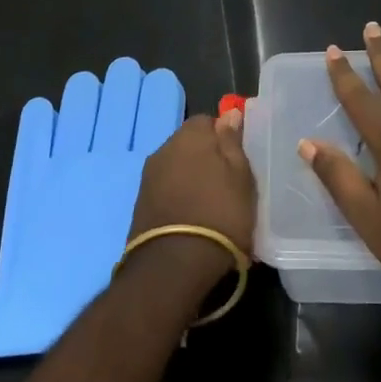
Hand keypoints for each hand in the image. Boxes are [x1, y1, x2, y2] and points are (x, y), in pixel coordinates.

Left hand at [125, 107, 256, 296]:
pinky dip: (177, 197)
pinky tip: (190, 218)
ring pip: (176, 167)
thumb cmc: (219, 214)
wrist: (173, 266)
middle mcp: (164, 148)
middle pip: (189, 143)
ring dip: (190, 178)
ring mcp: (148, 176)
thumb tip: (229, 115)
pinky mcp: (140, 204)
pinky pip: (165, 189)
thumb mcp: (241, 177)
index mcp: (190, 134)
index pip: (208, 121)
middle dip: (205, 157)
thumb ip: (233, 142)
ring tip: (208, 205)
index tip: (236, 160)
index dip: (223, 138)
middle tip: (225, 183)